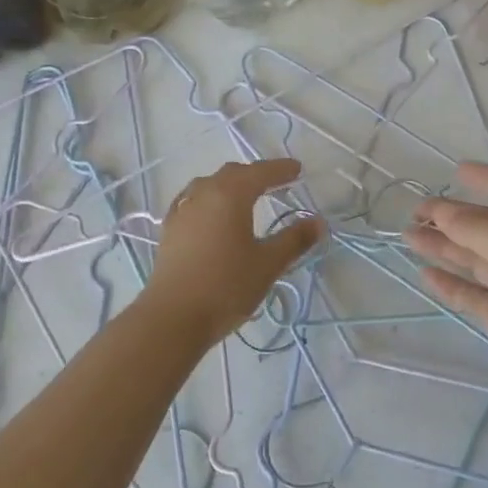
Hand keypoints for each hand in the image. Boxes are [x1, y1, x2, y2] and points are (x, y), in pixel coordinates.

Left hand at [144, 158, 322, 347]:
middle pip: (233, 174)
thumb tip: (318, 221)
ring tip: (245, 195)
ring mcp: (182, 210)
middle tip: (276, 181)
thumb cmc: (226, 287)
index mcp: (230, 195)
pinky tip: (209, 212)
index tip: (298, 169)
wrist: (172, 318)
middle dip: (256, 174)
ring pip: (209, 185)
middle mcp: (204, 193)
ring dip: (230, 184)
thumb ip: (294, 240)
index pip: (260, 172)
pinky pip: (192, 201)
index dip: (280, 169)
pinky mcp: (169, 229)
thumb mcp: (268, 264)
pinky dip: (208, 199)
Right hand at [408, 162, 487, 433]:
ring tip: (409, 237)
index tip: (456, 171)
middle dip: (453, 216)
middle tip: (415, 212)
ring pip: (473, 259)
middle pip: (486, 226)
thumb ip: (481, 231)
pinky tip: (425, 274)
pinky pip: (472, 295)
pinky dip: (449, 283)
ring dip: (443, 247)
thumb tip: (443, 212)